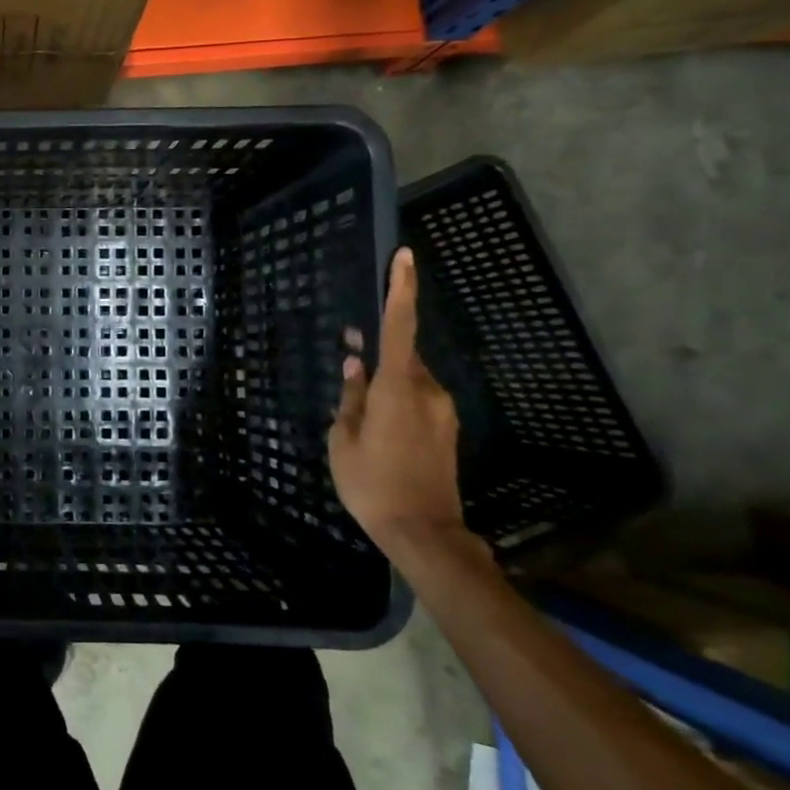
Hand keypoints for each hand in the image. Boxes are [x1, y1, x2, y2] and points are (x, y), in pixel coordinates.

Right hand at [327, 247, 467, 559]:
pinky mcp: (446, 430)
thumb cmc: (372, 485)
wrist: (423, 531)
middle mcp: (427, 392)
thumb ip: (350, 399)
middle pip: (402, 356)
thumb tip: (354, 368)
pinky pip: (417, 400)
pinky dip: (396, 400)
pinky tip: (376, 426)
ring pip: (409, 380)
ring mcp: (442, 411)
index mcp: (398, 389)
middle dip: (377, 351)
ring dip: (385, 382)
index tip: (405, 257)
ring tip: (358, 408)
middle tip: (347, 355)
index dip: (402, 290)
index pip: (400, 327)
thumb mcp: (343, 441)